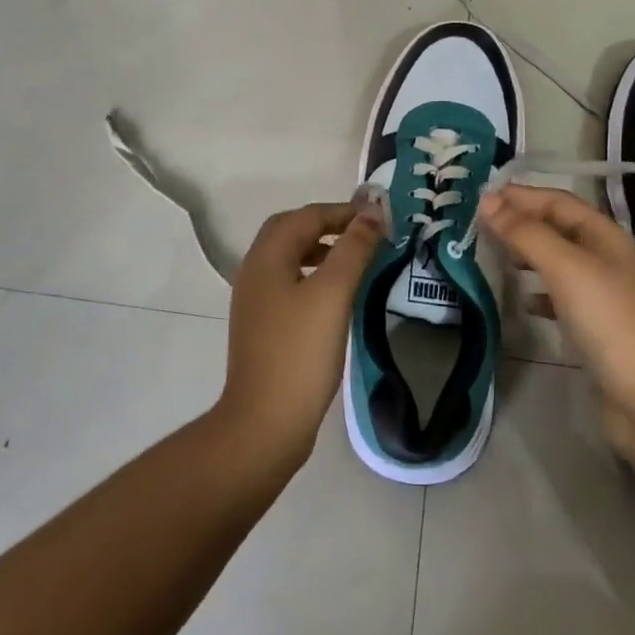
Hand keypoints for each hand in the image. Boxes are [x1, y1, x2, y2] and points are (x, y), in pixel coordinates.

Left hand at [215, 200, 383, 470]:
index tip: (379, 219)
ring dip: (321, 249)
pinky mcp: (263, 325)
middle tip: (363, 233)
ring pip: (290, 257)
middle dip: (328, 224)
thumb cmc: (300, 353)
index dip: (343, 211)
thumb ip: (353, 249)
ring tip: (355, 261)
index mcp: (267, 257)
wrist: (265, 423)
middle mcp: (255, 271)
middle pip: (291, 230)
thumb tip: (371, 213)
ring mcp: (255, 300)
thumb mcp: (333, 294)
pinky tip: (336, 296)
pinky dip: (314, 275)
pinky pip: (289, 282)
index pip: (306, 216)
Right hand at [478, 185, 634, 427]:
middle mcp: (607, 258)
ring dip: (528, 253)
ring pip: (558, 260)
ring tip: (496, 255)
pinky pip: (561, 295)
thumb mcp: (565, 268)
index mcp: (605, 236)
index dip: (521, 196)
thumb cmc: (608, 322)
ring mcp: (604, 293)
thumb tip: (487, 200)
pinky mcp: (598, 326)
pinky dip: (539, 291)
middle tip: (481, 225)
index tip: (481, 197)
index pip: (558, 201)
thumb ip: (525, 233)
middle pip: (558, 227)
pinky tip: (524, 302)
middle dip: (522, 221)